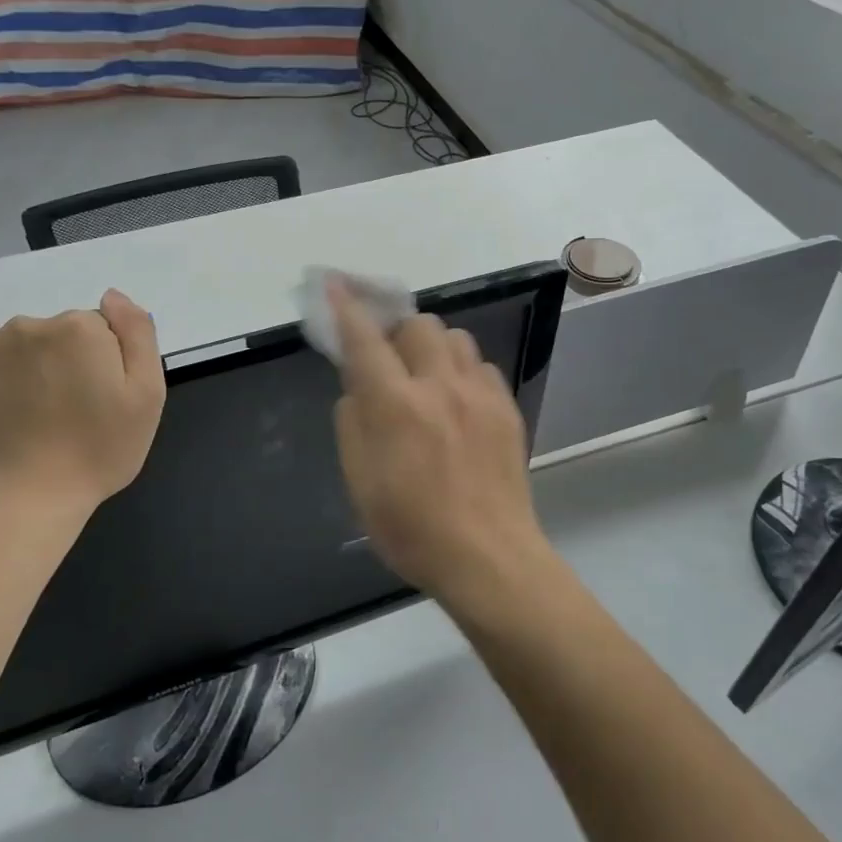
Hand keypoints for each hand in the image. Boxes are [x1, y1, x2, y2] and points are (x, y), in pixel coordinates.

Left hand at [0, 289, 165, 514]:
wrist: (21, 501)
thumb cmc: (98, 451)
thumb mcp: (147, 395)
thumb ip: (138, 333)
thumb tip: (112, 295)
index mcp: (78, 328)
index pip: (98, 331)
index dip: (103, 366)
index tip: (100, 402)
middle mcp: (27, 325)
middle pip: (54, 337)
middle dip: (62, 365)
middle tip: (68, 415)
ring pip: (14, 351)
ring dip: (24, 374)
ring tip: (30, 423)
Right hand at [329, 279, 553, 610]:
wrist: (487, 557)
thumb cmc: (411, 529)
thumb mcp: (359, 483)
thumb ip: (352, 423)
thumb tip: (357, 388)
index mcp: (395, 405)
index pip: (364, 340)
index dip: (346, 308)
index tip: (335, 284)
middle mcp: (438, 386)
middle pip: (418, 324)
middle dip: (397, 332)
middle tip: (390, 361)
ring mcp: (478, 394)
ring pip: (455, 338)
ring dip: (432, 348)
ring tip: (427, 379)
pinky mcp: (506, 408)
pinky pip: (480, 366)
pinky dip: (462, 371)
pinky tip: (458, 402)